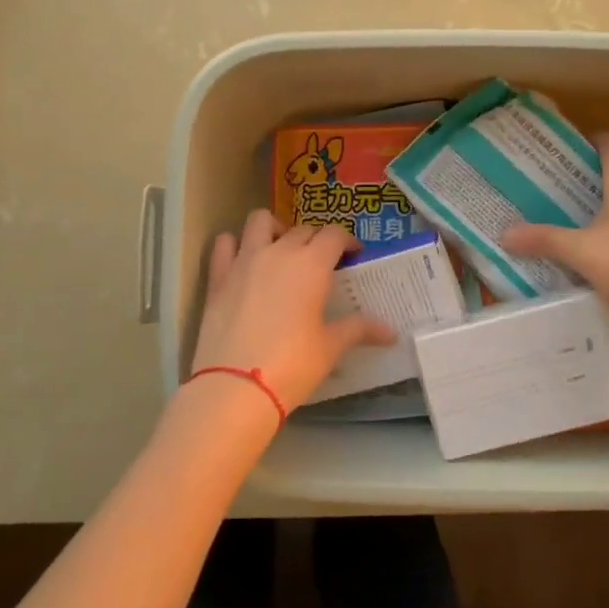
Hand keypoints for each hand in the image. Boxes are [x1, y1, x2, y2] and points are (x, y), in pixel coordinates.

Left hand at [190, 211, 395, 415]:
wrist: (235, 387)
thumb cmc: (292, 365)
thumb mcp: (330, 348)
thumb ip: (359, 330)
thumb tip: (390, 332)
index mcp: (312, 265)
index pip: (334, 234)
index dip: (346, 241)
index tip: (352, 255)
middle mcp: (279, 252)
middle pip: (302, 229)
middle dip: (316, 239)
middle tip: (321, 262)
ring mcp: (244, 260)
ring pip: (260, 221)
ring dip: (274, 228)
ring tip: (281, 249)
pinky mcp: (218, 276)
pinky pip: (224, 243)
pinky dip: (234, 244)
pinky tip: (242, 261)